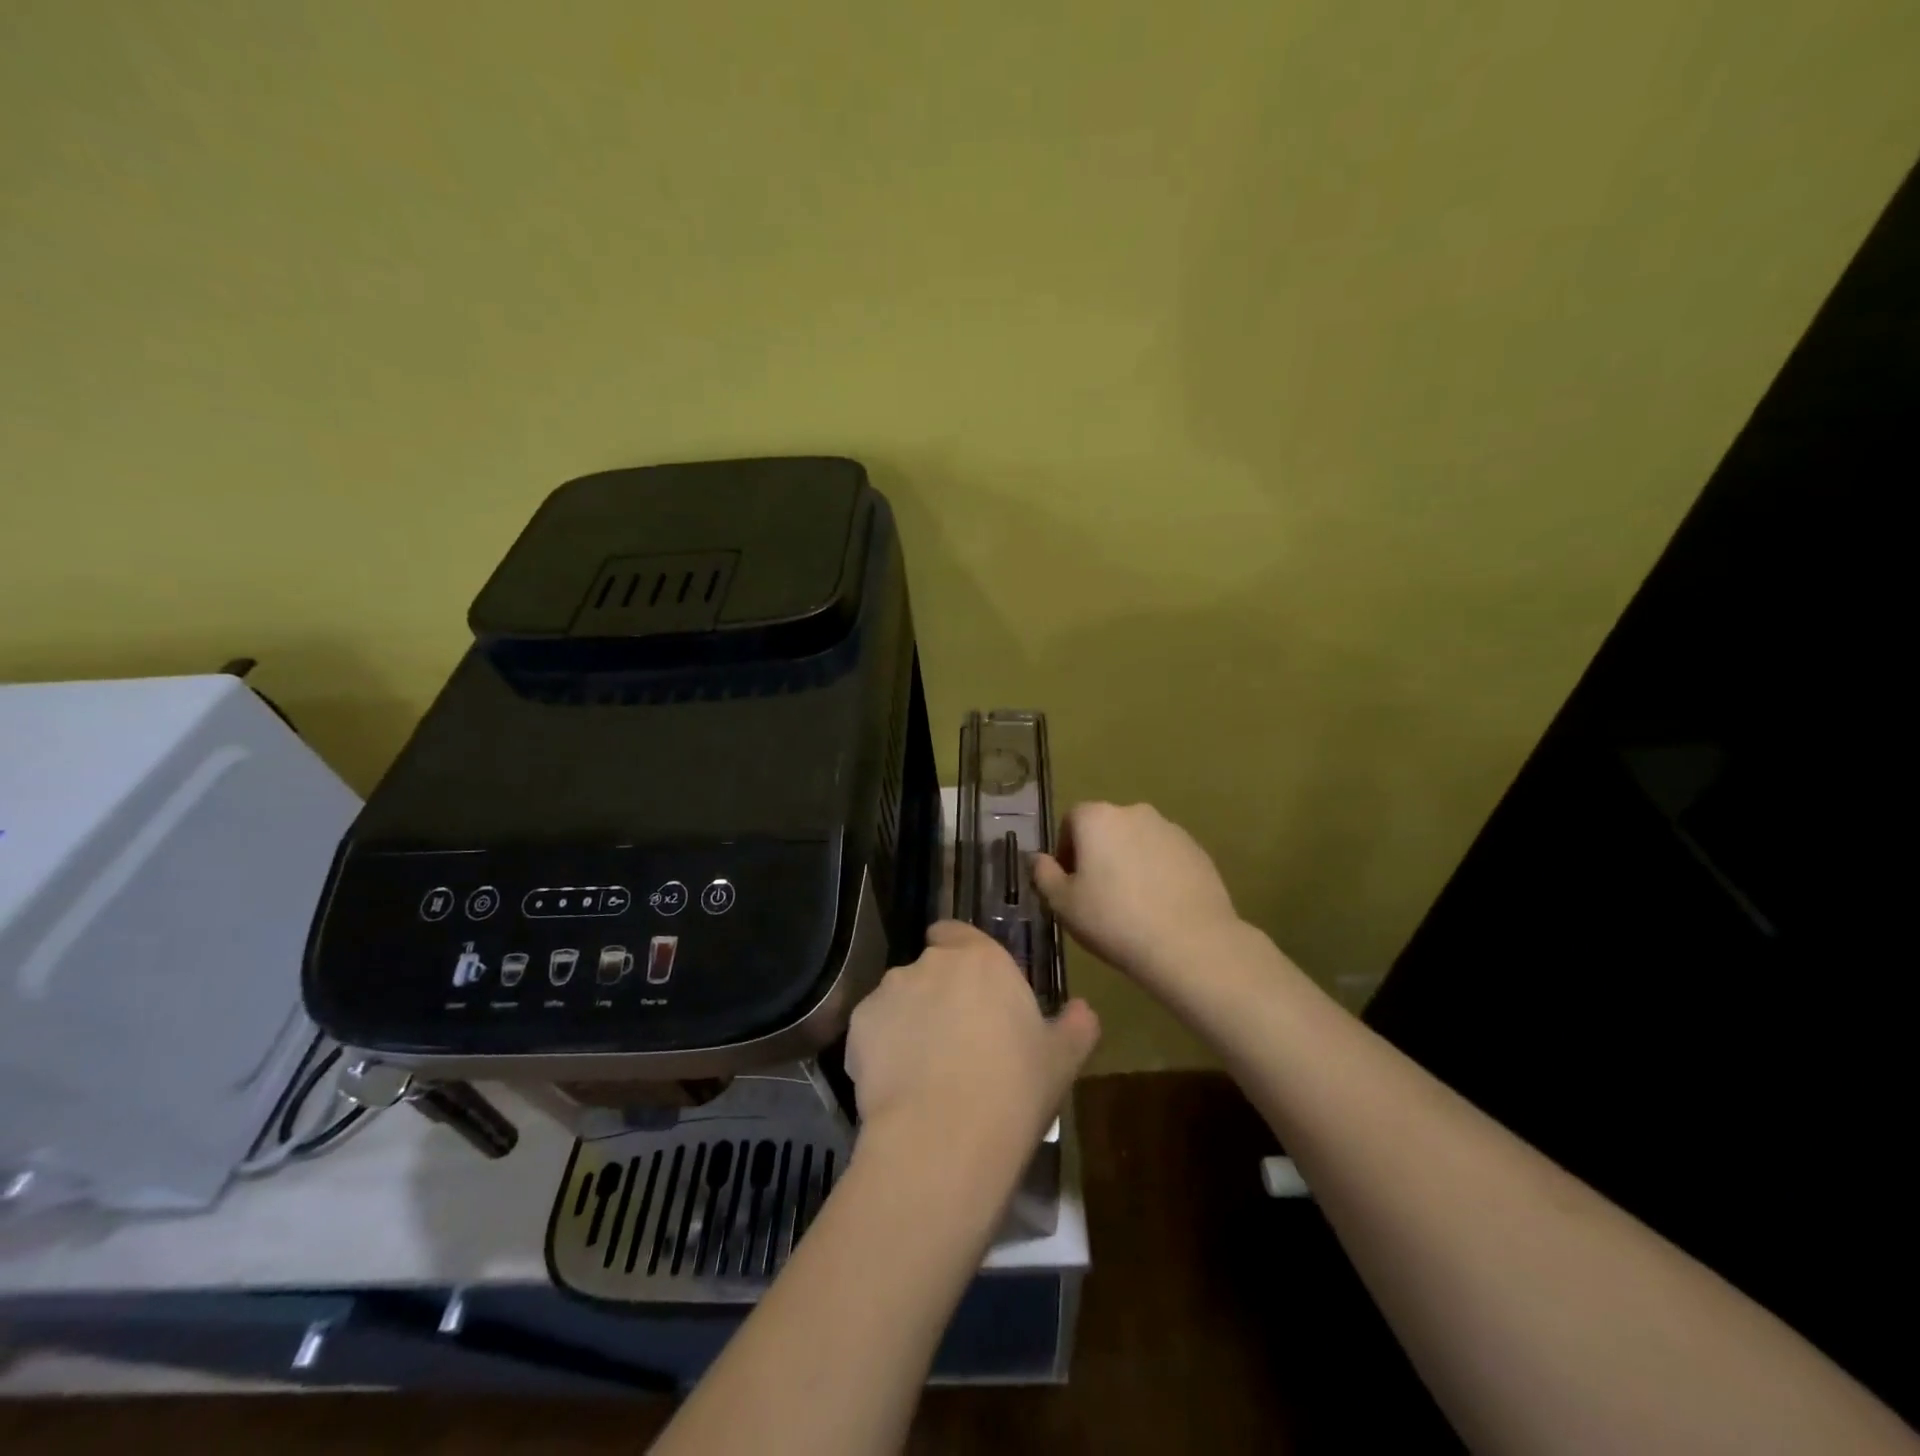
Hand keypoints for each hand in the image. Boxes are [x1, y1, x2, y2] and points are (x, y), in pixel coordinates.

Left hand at [846, 921, 1099, 1164]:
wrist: (944, 1137)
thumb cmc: (1013, 1089)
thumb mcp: (1061, 1060)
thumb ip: (1075, 1025)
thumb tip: (1083, 1010)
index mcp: (981, 958)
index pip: (957, 932)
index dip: (960, 955)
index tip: (972, 990)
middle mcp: (931, 962)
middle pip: (930, 967)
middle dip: (938, 993)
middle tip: (956, 1038)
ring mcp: (889, 990)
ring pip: (899, 998)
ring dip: (909, 1019)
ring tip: (923, 1069)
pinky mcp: (858, 1024)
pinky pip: (872, 1029)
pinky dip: (880, 1048)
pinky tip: (896, 1086)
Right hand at [1034, 801, 1242, 993]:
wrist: (1189, 943)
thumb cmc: (1114, 920)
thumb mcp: (1063, 904)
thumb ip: (1044, 874)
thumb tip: (1037, 858)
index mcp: (1097, 818)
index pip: (1071, 820)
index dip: (1065, 849)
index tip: (1069, 882)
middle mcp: (1134, 812)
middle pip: (1106, 827)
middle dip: (1098, 853)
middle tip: (1097, 894)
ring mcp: (1170, 829)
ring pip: (1138, 841)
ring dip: (1129, 861)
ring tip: (1131, 903)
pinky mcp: (1197, 851)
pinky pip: (1165, 856)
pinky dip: (1158, 872)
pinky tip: (1159, 906)